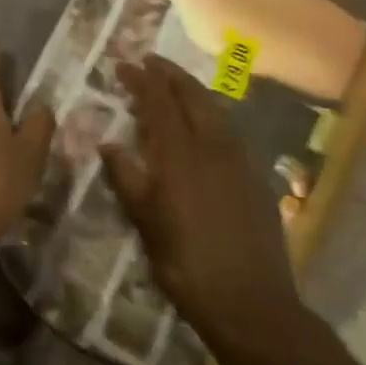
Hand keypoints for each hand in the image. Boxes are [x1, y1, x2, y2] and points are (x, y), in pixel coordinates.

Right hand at [101, 56, 307, 360]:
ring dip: (192, 91)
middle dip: (170, 74)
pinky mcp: (256, 177)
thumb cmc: (185, 263)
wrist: (250, 303)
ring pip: (215, 110)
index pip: (159, 102)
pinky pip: (229, 131)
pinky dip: (211, 115)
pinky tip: (205, 125)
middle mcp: (212, 147)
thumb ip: (126, 177)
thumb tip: (109, 144)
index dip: (142, 79)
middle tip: (150, 61)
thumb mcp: (145, 222)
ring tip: (174, 85)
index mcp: (180, 155)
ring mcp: (240, 161)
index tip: (125, 63)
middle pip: (192, 96)